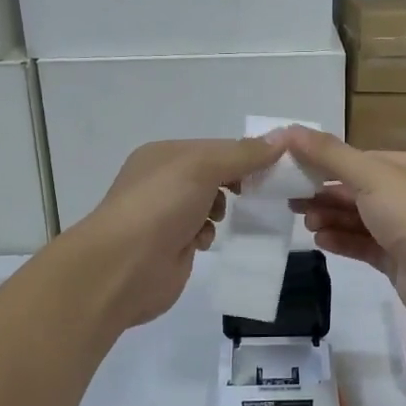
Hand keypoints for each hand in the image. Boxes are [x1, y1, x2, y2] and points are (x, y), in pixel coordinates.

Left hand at [75, 137, 282, 327]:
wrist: (124, 267)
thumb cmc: (160, 206)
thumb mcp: (203, 167)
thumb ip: (243, 154)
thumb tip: (282, 138)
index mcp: (164, 154)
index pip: (215, 147)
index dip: (245, 154)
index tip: (275, 166)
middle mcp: (163, 181)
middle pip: (213, 174)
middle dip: (235, 182)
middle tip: (260, 191)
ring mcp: (166, 214)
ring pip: (209, 203)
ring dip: (220, 209)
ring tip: (218, 217)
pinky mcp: (172, 245)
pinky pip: (202, 231)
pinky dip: (208, 234)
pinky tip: (202, 241)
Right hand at [284, 127, 405, 324]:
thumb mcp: (369, 174)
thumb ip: (328, 154)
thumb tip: (287, 130)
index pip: (363, 161)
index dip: (328, 164)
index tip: (295, 169)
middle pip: (359, 191)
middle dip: (325, 195)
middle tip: (292, 201)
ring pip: (360, 220)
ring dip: (331, 218)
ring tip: (307, 223)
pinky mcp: (399, 261)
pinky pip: (364, 246)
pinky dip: (342, 241)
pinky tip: (320, 240)